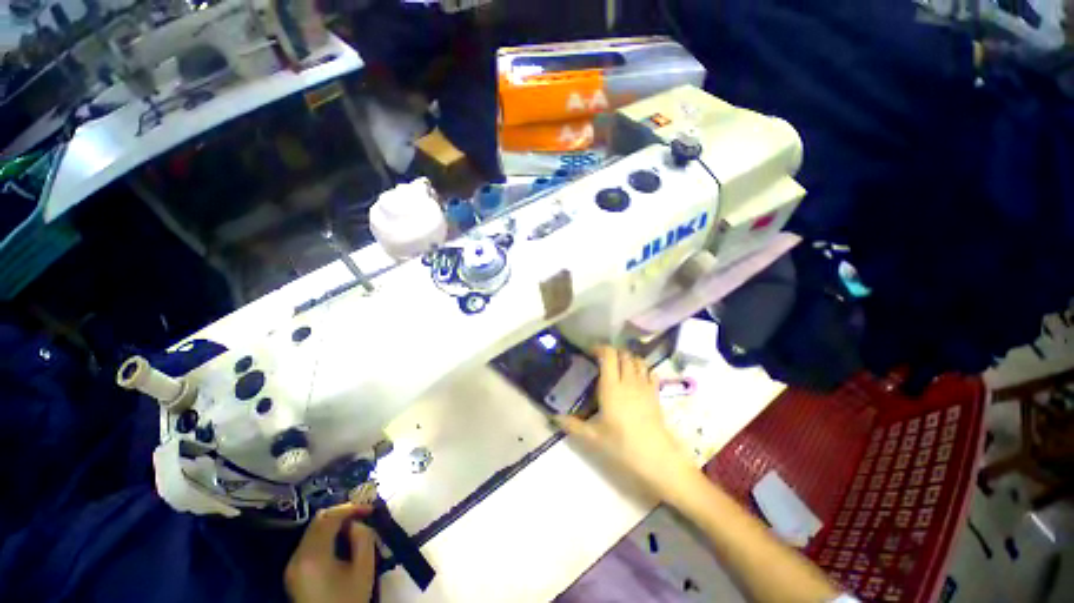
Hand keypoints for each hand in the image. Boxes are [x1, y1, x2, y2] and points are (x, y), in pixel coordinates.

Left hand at [285, 503, 376, 602]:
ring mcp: (292, 564)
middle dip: (341, 513)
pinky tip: (340, 541)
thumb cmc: (349, 599)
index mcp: (314, 556)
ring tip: (353, 526)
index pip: (330, 517)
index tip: (369, 509)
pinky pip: (309, 542)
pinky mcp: (293, 570)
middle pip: (318, 521)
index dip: (351, 507)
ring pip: (312, 530)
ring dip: (333, 523)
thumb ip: (363, 538)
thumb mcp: (364, 568)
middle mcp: (297, 556)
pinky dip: (325, 535)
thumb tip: (357, 523)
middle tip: (361, 515)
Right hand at [557, 347, 697, 501]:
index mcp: (611, 387)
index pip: (609, 355)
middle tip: (602, 361)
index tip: (590, 353)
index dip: (600, 348)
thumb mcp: (593, 437)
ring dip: (628, 359)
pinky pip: (650, 372)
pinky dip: (642, 369)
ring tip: (619, 367)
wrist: (657, 458)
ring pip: (638, 360)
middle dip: (613, 352)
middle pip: (624, 354)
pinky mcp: (655, 394)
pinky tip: (636, 378)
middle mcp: (629, 381)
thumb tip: (553, 417)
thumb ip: (572, 424)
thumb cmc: (622, 445)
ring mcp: (644, 386)